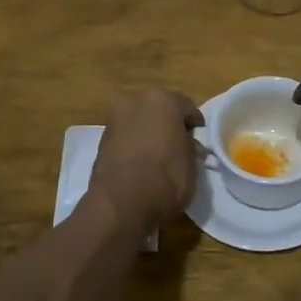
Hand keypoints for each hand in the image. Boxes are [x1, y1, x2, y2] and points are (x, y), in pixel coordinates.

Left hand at [88, 88, 203, 225]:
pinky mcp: (101, 140)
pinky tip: (141, 166)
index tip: (199, 143)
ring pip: (140, 123)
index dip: (196, 127)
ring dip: (150, 135)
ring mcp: (115, 119)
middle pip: (160, 111)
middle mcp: (135, 101)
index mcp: (162, 98)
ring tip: (159, 160)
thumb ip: (190, 148)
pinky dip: (134, 146)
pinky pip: (126, 138)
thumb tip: (188, 146)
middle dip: (170, 127)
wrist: (122, 202)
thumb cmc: (166, 176)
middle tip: (179, 148)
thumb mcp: (192, 163)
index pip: (187, 108)